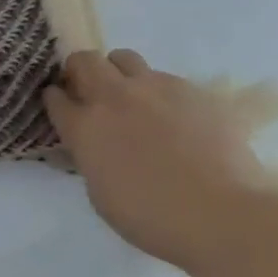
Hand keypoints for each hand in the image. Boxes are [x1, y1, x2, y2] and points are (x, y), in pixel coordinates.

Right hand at [43, 49, 277, 268]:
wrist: (223, 215)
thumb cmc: (152, 218)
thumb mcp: (99, 193)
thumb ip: (90, 158)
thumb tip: (93, 146)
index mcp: (83, 127)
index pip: (54, 96)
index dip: (56, 101)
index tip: (62, 109)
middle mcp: (112, 98)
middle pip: (84, 60)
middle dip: (80, 72)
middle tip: (90, 93)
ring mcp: (154, 89)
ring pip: (124, 58)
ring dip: (119, 73)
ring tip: (132, 98)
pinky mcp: (192, 90)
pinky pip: (165, 78)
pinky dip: (159, 92)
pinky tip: (175, 118)